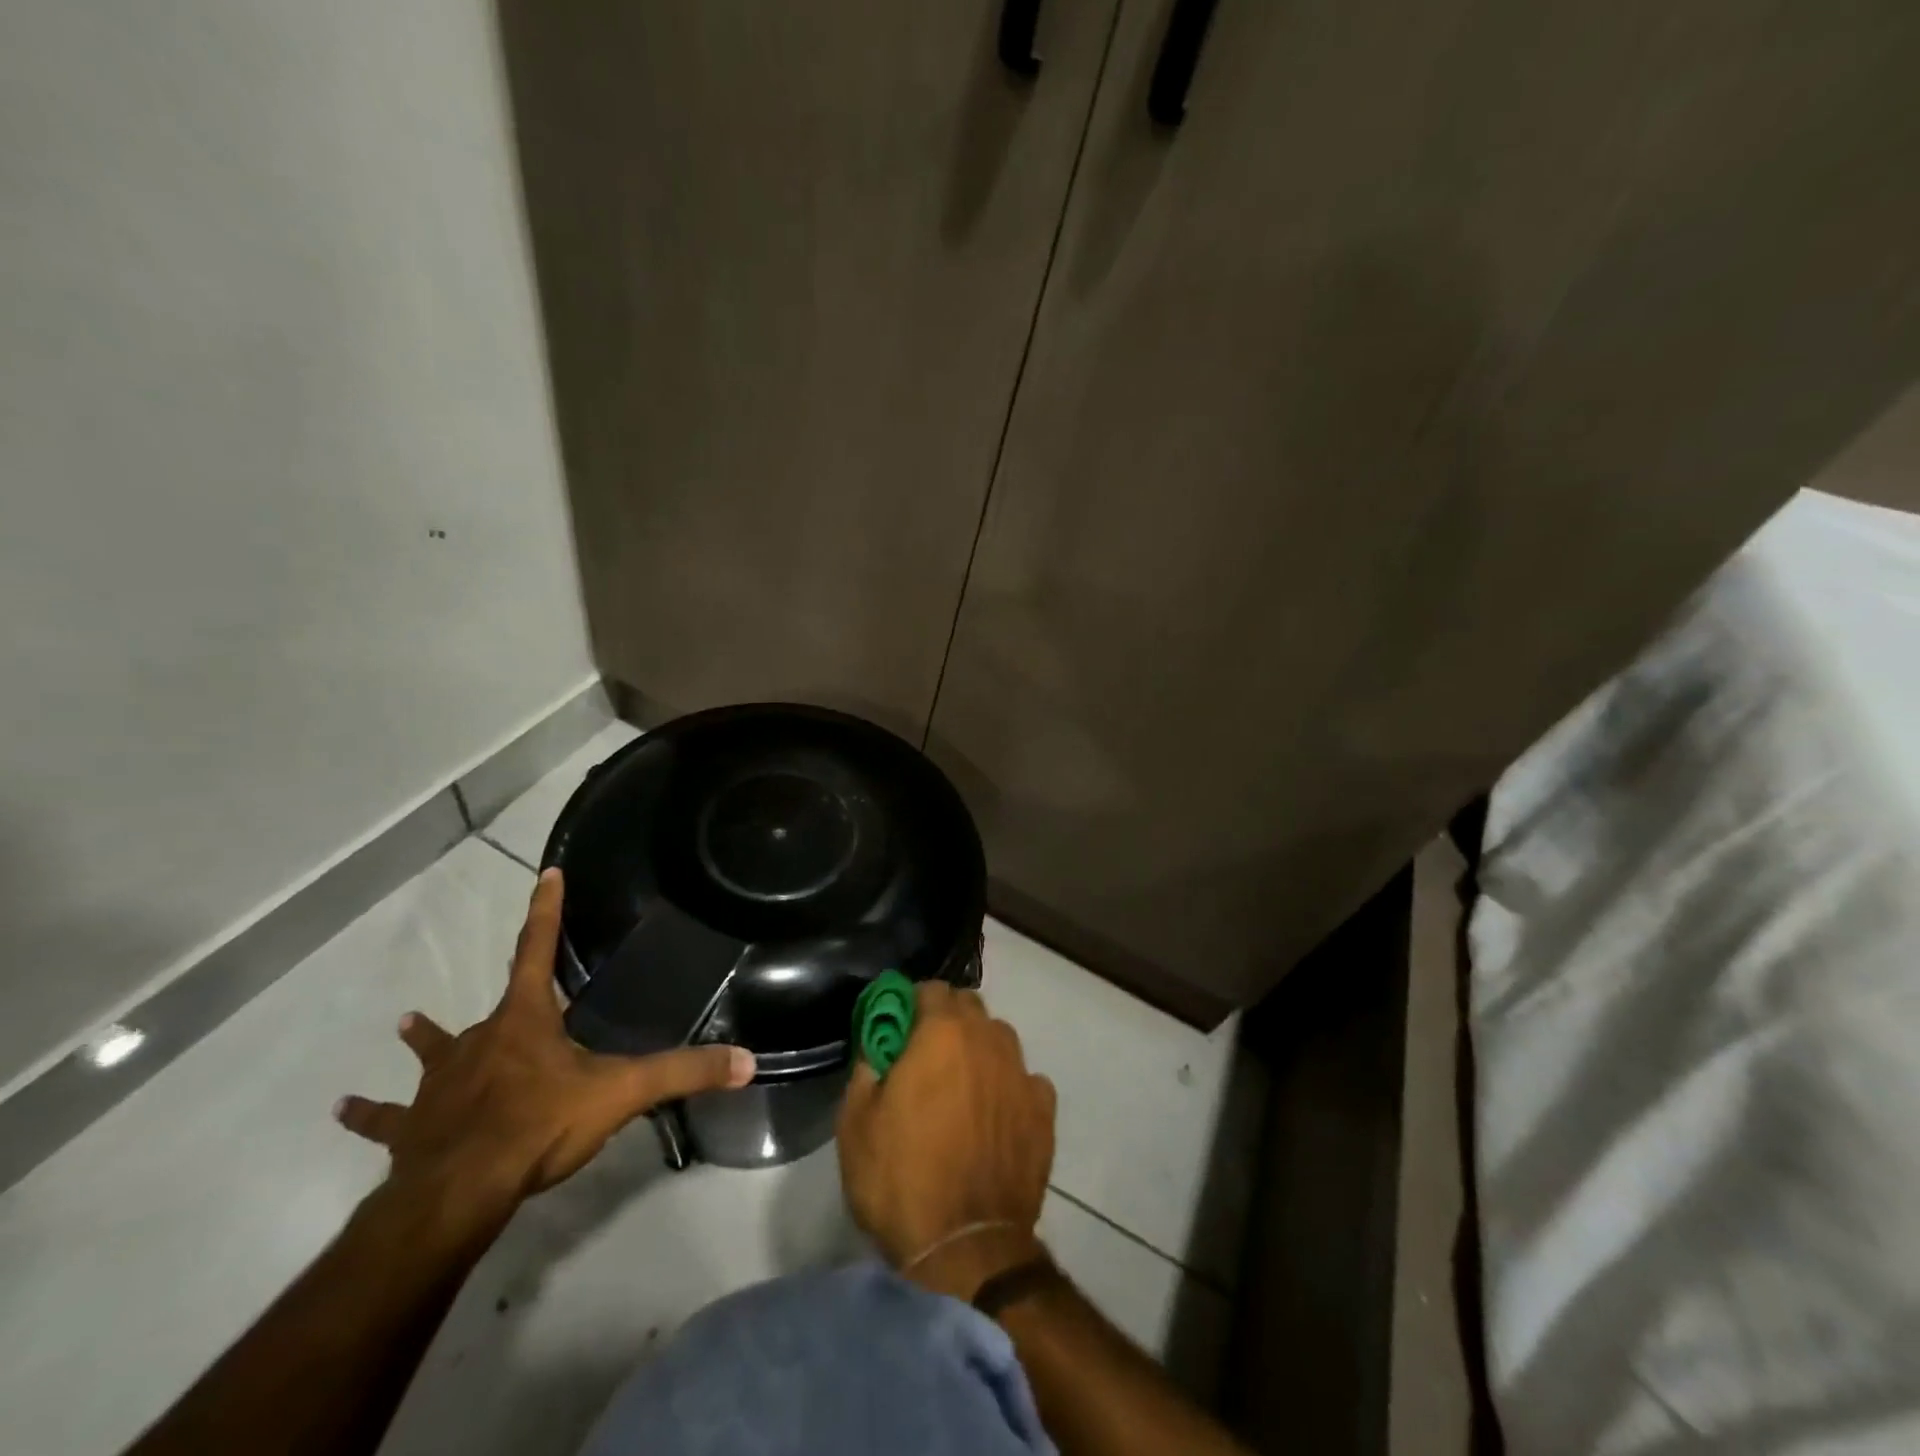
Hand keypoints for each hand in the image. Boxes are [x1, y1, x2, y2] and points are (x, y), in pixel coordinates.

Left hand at [336, 868, 754, 1213]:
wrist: (458, 1192)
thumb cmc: (538, 1126)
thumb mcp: (621, 1093)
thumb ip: (683, 1073)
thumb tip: (748, 1061)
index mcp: (525, 1020)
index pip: (537, 949)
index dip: (546, 910)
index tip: (546, 873)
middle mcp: (478, 1041)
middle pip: (492, 1008)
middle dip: (502, 997)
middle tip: (506, 994)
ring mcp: (439, 1085)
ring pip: (433, 1055)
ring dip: (423, 1041)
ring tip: (403, 1025)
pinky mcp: (411, 1129)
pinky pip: (388, 1118)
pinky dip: (371, 1113)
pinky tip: (344, 1109)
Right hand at [836, 981, 1055, 1295]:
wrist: (966, 1249)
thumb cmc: (900, 1180)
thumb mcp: (855, 1124)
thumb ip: (866, 1069)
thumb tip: (878, 1048)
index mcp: (942, 1032)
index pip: (931, 989)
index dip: (911, 1004)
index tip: (898, 1029)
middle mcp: (988, 1039)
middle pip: (969, 1007)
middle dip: (946, 1020)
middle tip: (925, 1057)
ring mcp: (1021, 1073)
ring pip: (1000, 1038)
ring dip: (979, 1049)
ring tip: (962, 1086)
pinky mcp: (1044, 1111)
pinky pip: (1026, 1080)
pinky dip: (1010, 1087)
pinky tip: (997, 1115)